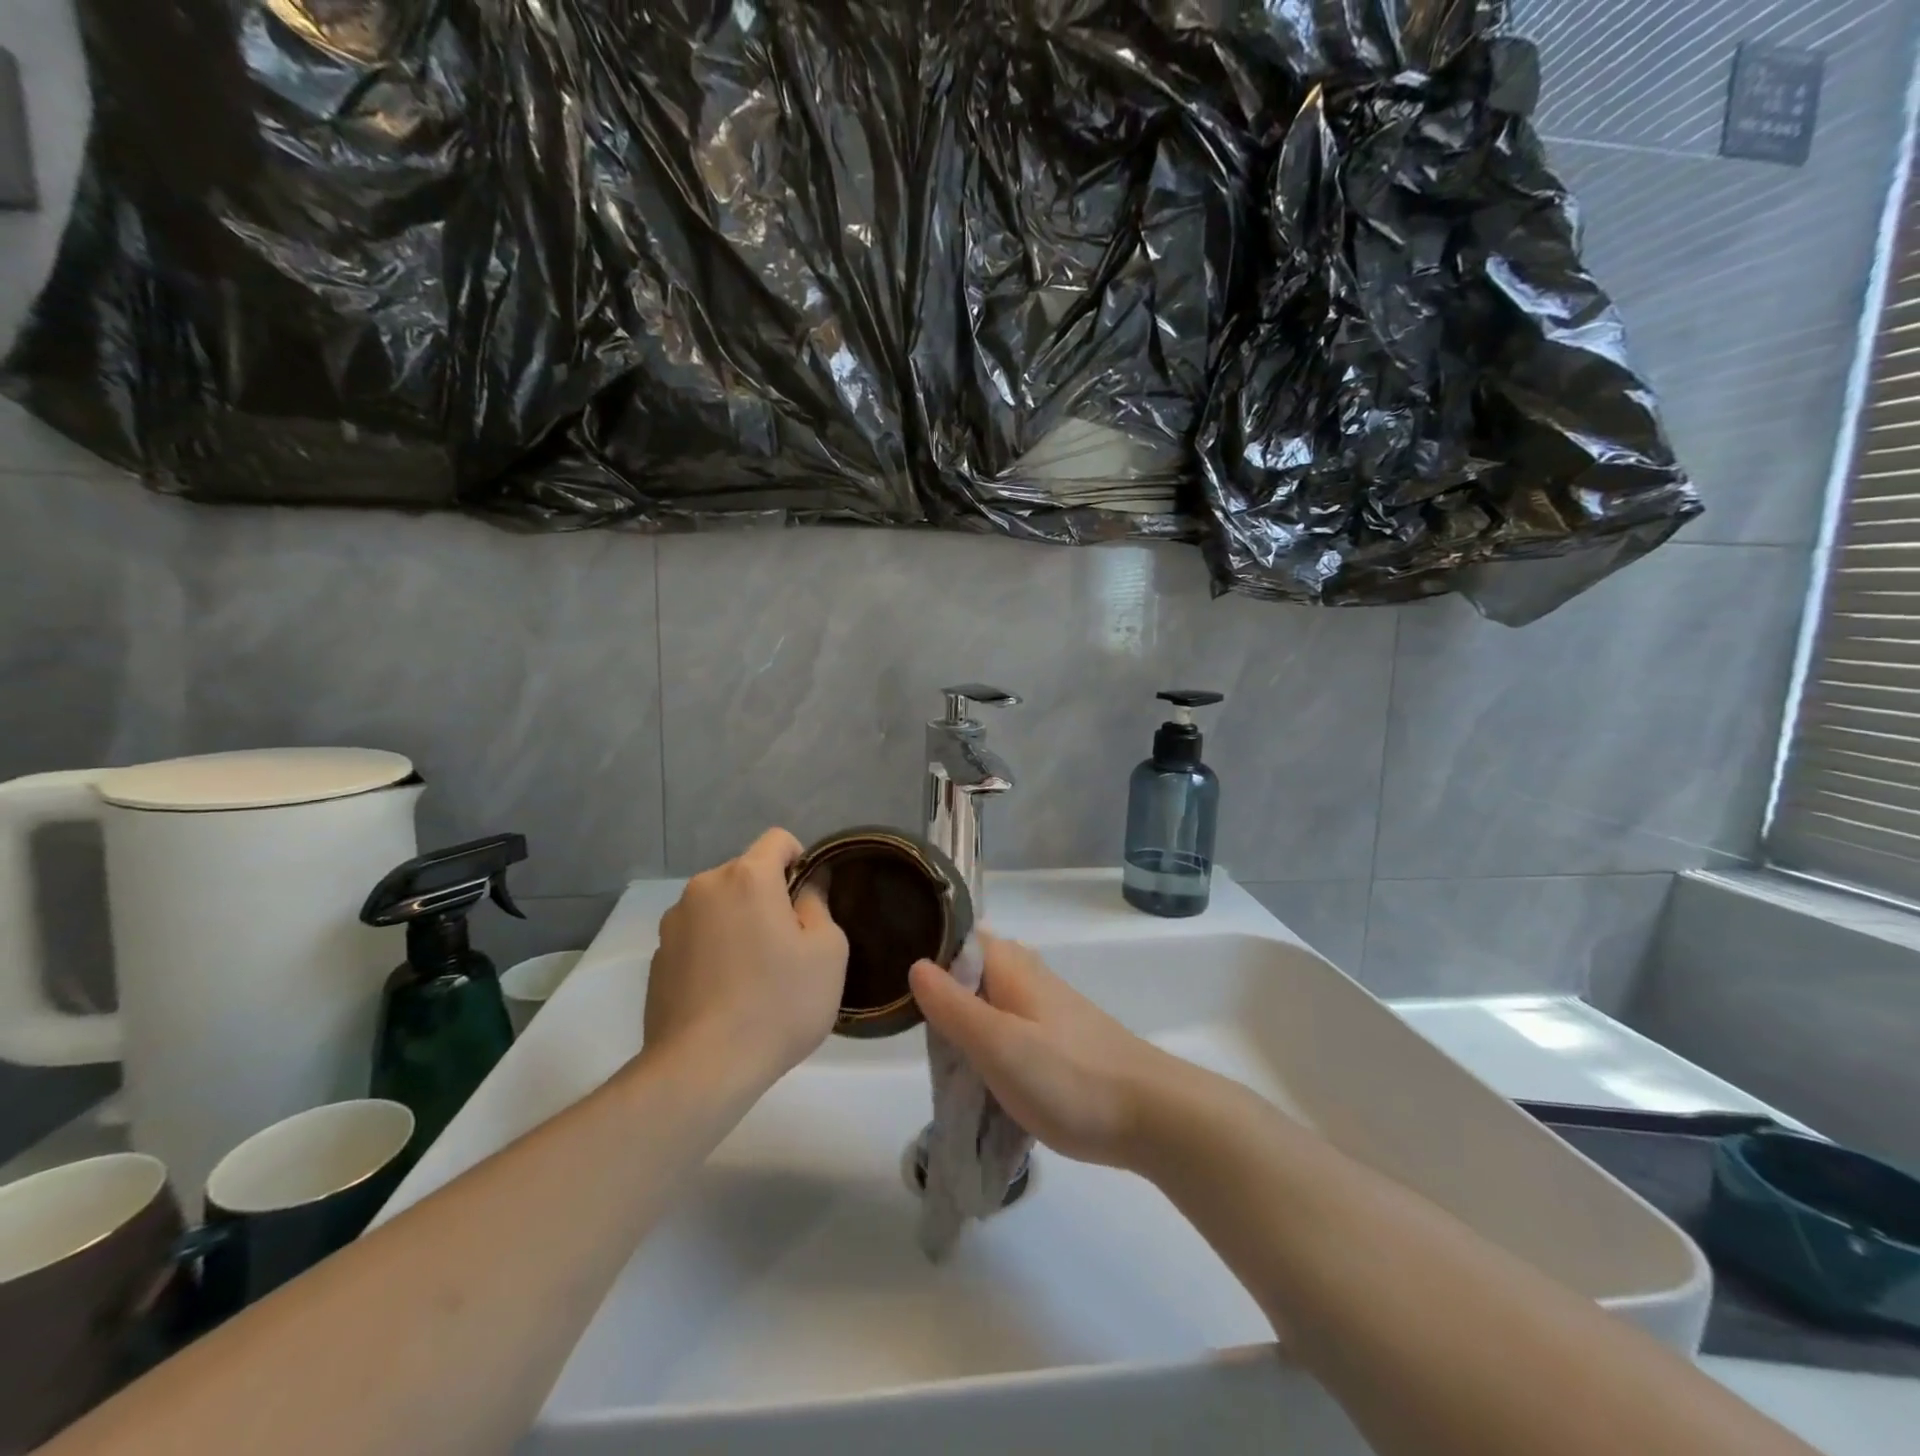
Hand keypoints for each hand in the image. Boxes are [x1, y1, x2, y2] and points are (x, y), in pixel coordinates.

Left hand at [644, 828, 848, 1090]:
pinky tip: (726, 994)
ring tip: (754, 975)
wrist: (702, 1069)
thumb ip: (819, 904)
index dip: (801, 860)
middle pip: (747, 874)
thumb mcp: (827, 952)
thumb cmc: (778, 1003)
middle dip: (769, 897)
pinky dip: (715, 951)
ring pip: (720, 906)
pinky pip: (698, 937)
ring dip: (739, 923)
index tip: (809, 901)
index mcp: (747, 877)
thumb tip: (808, 885)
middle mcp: (704, 888)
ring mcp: (673, 923)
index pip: (779, 839)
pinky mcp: (656, 958)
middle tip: (789, 946)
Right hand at [908, 934, 1182, 1168]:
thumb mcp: (998, 1044)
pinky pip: (1007, 1026)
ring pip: (988, 1000)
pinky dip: (986, 1041)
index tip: (890, 976)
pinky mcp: (1057, 1037)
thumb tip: (916, 964)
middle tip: (909, 1026)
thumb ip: (953, 1006)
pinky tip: (977, 1067)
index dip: (924, 947)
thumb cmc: (1068, 1076)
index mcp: (1009, 964)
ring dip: (962, 1022)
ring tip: (937, 1052)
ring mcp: (1045, 1005)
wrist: (1150, 1114)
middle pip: (969, 969)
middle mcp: (1026, 974)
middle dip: (938, 992)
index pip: (956, 935)